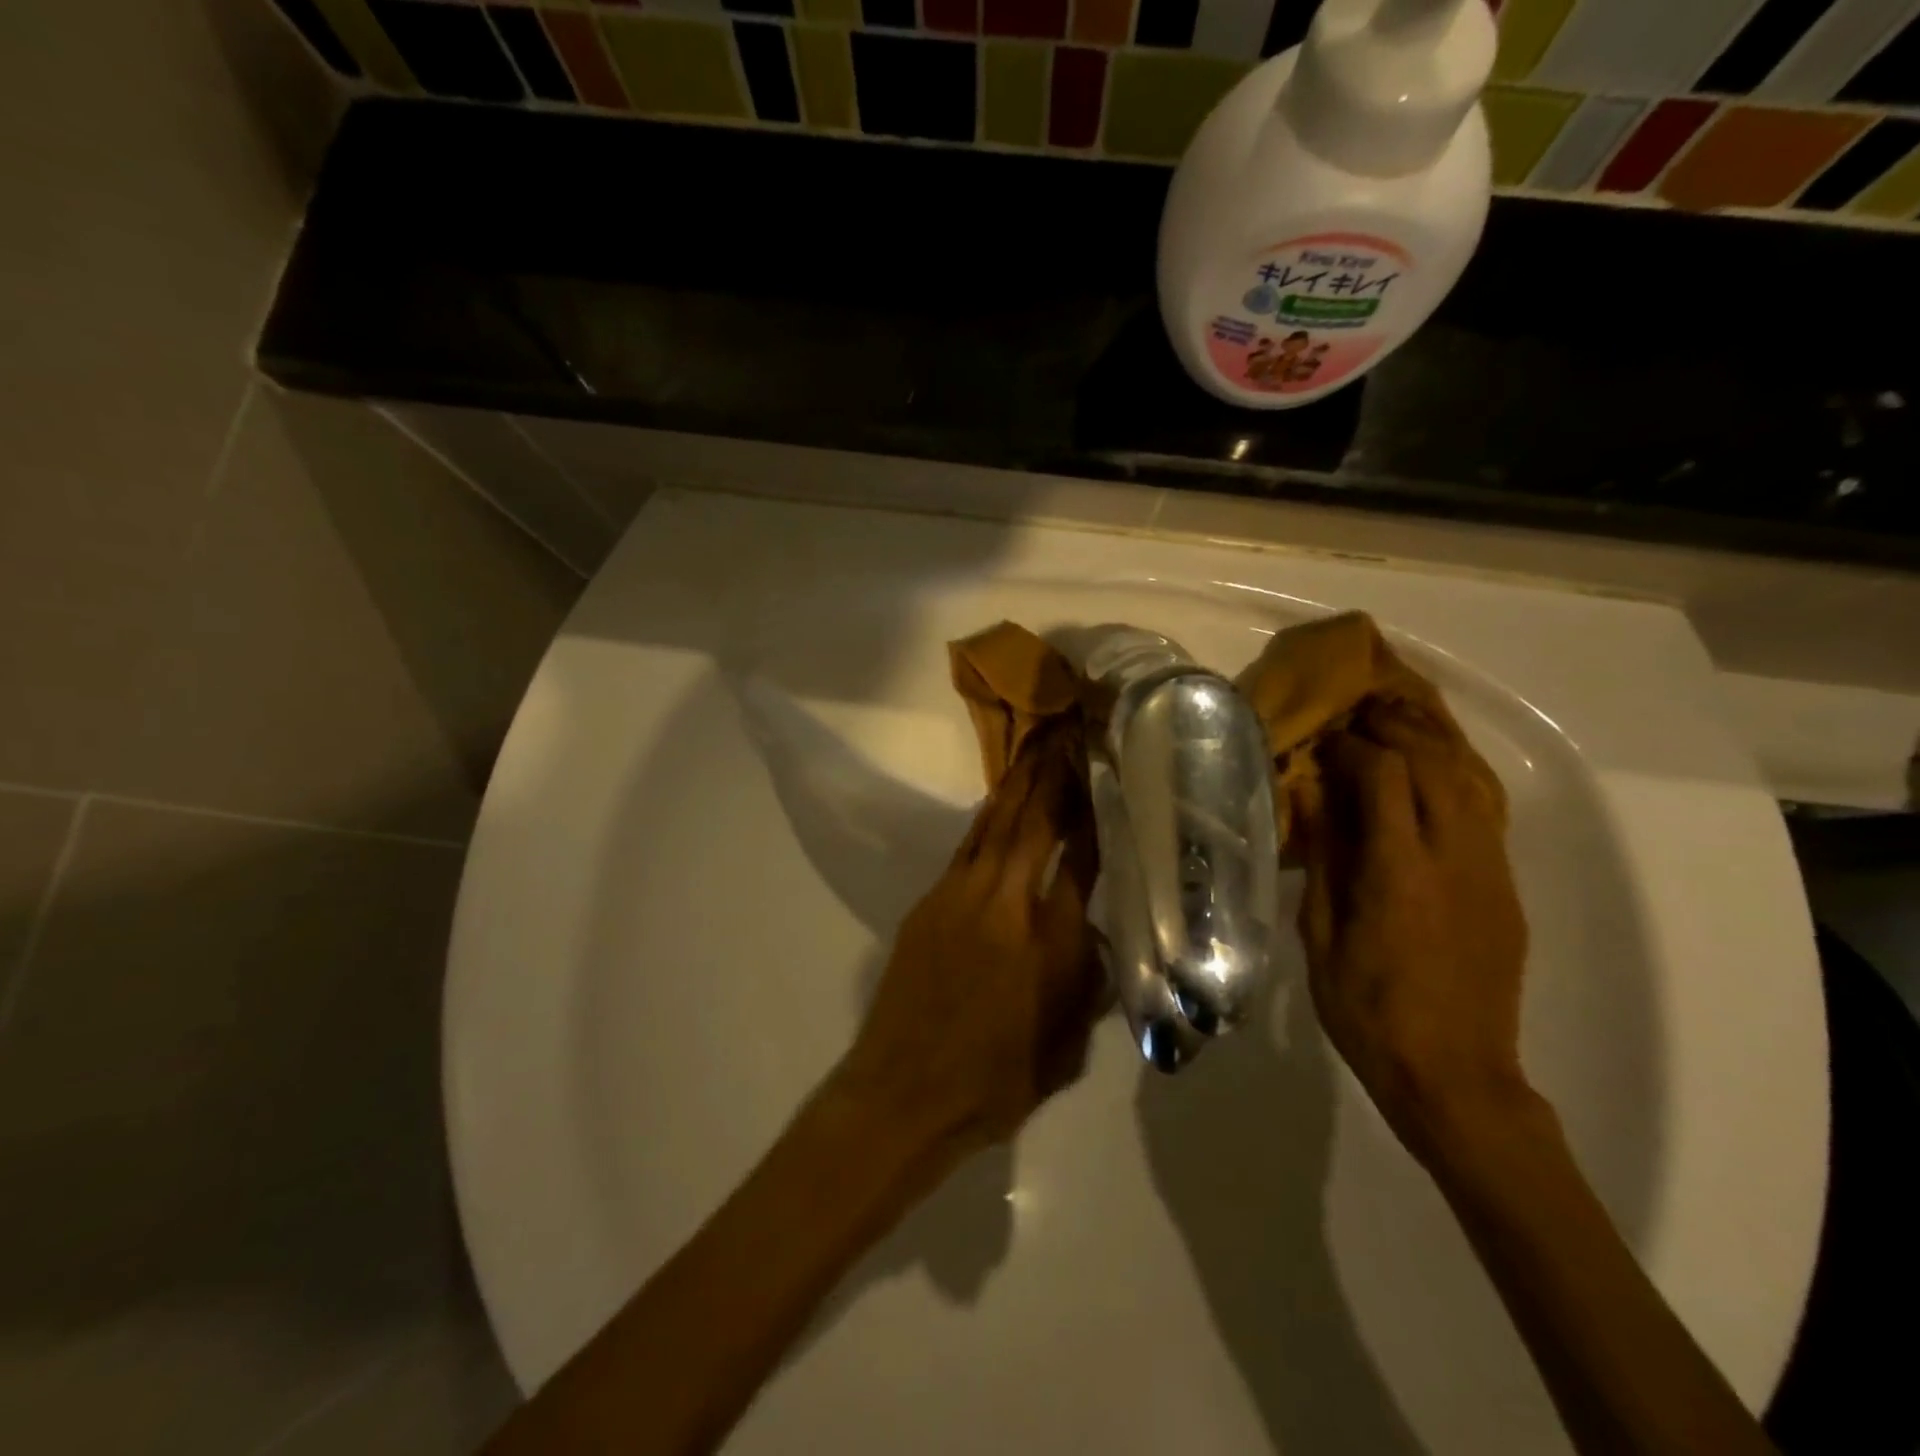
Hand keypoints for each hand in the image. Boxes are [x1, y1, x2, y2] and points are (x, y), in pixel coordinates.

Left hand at [837, 726, 1104, 1153]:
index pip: (1080, 857)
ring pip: (996, 824)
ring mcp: (960, 896)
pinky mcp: (929, 901)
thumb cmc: (996, 1080)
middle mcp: (1006, 903)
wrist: (905, 1091)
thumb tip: (1092, 932)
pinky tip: (1001, 801)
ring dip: (1019, 783)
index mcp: (1048, 940)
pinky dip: (989, 818)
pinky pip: (968, 846)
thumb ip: (1088, 981)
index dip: (1092, 810)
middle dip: (1053, 773)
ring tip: (1038, 745)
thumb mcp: (1067, 1044)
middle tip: (1068, 730)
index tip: (1103, 772)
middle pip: (1034, 822)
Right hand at [1290, 703, 1531, 1162]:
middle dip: (1398, 728)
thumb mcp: (1321, 938)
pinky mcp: (1506, 888)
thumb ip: (1324, 862)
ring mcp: (1490, 872)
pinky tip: (1434, 770)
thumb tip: (1317, 802)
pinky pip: (1487, 812)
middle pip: (1436, 764)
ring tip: (1400, 721)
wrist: (1456, 1075)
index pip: (1384, 777)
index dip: (1354, 746)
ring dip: (1435, 743)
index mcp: (1400, 873)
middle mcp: (1455, 859)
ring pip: (1472, 781)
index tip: (1325, 738)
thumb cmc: (1368, 1010)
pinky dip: (1459, 776)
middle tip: (1361, 712)